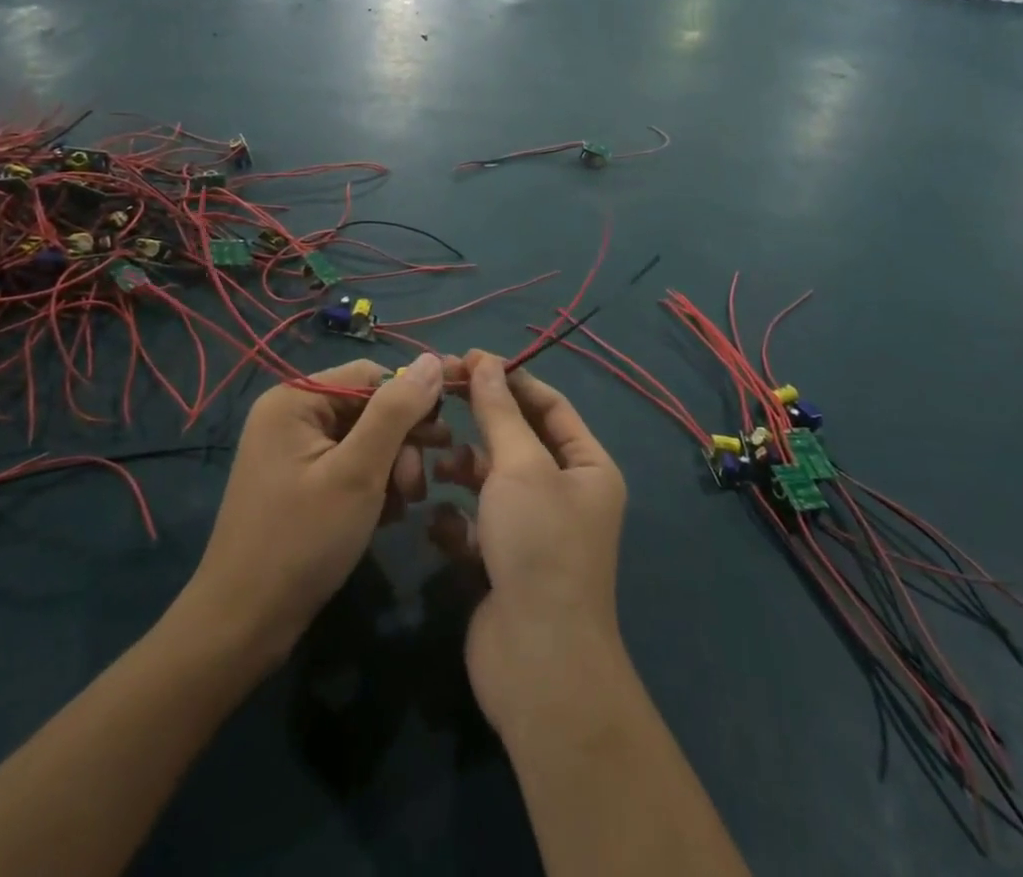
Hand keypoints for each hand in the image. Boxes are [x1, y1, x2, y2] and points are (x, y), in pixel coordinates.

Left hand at [190, 356, 448, 667]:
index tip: (441, 438)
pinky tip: (382, 517)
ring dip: (391, 469)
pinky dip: (371, 486)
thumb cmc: (302, 541)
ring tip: (401, 507)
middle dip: (400, 444)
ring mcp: (291, 451)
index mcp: (296, 399)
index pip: (370, 375)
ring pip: (363, 440)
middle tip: (417, 486)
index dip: (410, 400)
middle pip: (367, 408)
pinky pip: (347, 466)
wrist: (243, 627)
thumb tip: (433, 360)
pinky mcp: (297, 483)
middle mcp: (290, 415)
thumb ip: (397, 412)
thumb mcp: (359, 472)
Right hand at [430, 351, 628, 735]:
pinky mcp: (504, 562)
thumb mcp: (519, 466)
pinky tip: (440, 525)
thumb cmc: (538, 544)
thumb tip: (485, 360)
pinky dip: (458, 520)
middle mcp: (565, 494)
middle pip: (517, 440)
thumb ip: (498, 411)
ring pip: (492, 481)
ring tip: (436, 465)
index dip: (509, 379)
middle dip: (480, 423)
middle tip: (437, 399)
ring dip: (464, 470)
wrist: (536, 660)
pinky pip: (477, 523)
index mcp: (586, 466)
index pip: (548, 405)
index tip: (466, 360)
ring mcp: (534, 530)